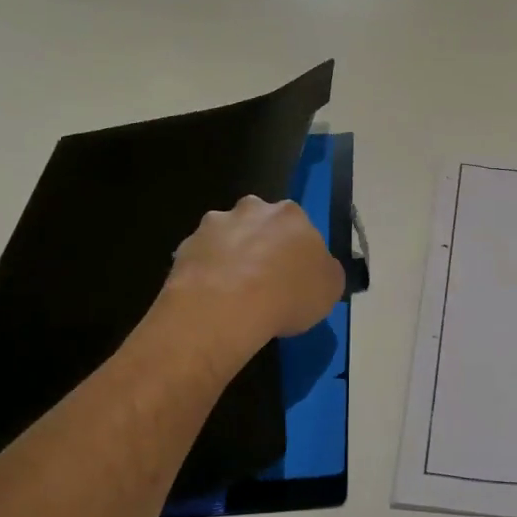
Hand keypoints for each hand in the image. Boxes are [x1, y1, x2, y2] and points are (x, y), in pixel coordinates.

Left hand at [159, 196, 344, 369]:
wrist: (226, 307)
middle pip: (259, 224)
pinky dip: (206, 274)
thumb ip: (326, 271)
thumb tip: (320, 269)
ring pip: (227, 238)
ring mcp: (215, 225)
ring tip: (234, 294)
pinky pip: (201, 259)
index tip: (294, 276)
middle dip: (260, 245)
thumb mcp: (330, 289)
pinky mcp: (186, 246)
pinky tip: (211, 300)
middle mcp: (252, 209)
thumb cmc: (288, 295)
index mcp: (290, 215)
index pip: (298, 227)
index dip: (296, 251)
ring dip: (231, 257)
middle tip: (264, 281)